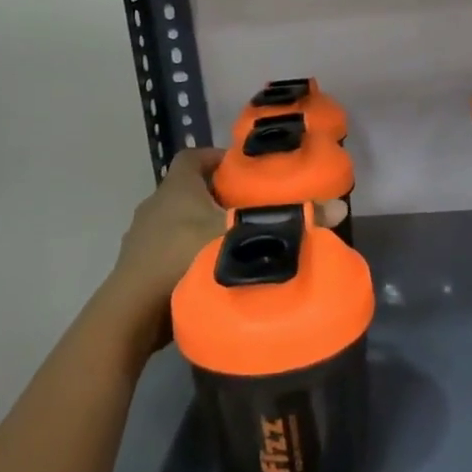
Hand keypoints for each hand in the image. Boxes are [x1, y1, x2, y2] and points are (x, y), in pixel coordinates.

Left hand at [93, 149, 350, 361]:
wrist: (132, 315)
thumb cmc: (183, 259)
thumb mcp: (242, 238)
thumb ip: (287, 222)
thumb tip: (339, 207)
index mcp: (176, 187)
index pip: (193, 156)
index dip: (218, 158)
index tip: (244, 171)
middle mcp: (155, 205)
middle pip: (190, 190)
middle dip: (219, 197)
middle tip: (252, 210)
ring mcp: (142, 238)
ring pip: (178, 222)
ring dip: (202, 228)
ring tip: (238, 243)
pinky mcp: (140, 269)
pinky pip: (169, 251)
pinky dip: (189, 255)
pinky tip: (214, 272)